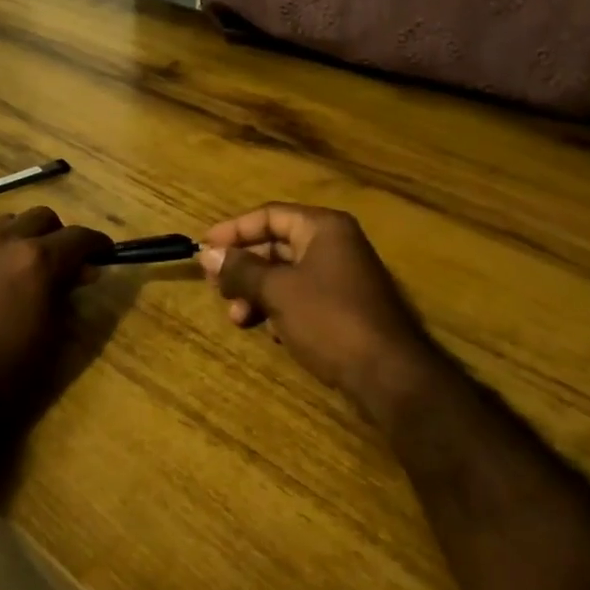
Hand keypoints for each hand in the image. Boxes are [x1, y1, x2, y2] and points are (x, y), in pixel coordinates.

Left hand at [0, 207, 109, 443]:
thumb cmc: (8, 373)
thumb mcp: (54, 336)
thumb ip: (69, 295)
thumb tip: (83, 273)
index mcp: (38, 260)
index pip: (80, 237)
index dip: (98, 244)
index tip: (106, 254)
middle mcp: (5, 242)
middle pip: (42, 217)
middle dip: (60, 235)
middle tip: (66, 262)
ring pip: (8, 222)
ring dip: (24, 236)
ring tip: (26, 265)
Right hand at [199, 203, 438, 431]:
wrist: (387, 374)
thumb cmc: (329, 319)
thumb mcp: (278, 291)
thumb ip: (241, 269)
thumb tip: (207, 254)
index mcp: (323, 228)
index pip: (269, 215)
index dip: (233, 230)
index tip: (203, 248)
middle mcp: (334, 244)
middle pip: (276, 245)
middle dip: (244, 268)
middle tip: (215, 288)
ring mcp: (341, 276)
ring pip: (285, 274)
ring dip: (257, 292)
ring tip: (238, 318)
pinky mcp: (343, 307)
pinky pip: (301, 297)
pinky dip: (279, 309)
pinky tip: (269, 332)